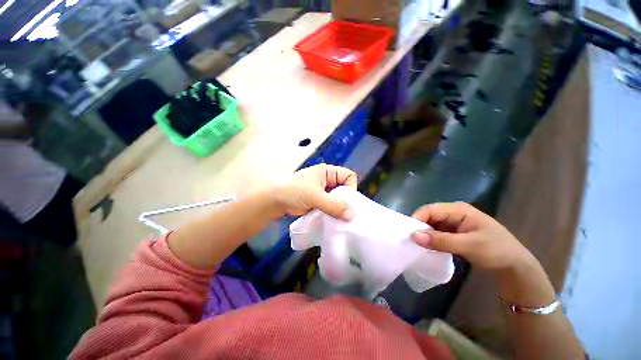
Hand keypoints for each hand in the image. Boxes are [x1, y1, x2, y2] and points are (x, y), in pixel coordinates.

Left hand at [271, 164, 356, 220]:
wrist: (274, 201)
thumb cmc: (295, 192)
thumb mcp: (316, 197)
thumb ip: (334, 205)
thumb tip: (352, 216)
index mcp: (328, 172)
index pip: (348, 176)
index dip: (351, 188)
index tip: (348, 202)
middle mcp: (327, 180)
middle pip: (344, 189)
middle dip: (345, 201)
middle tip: (346, 214)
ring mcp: (322, 190)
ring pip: (337, 199)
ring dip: (338, 208)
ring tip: (339, 219)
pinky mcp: (318, 200)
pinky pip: (330, 205)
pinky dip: (332, 212)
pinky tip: (331, 219)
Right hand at [410, 202, 533, 270]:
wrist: (515, 267)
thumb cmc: (496, 251)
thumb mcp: (469, 246)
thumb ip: (440, 240)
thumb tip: (413, 236)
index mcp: (459, 210)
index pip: (431, 209)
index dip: (418, 219)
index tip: (409, 234)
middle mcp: (454, 213)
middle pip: (429, 216)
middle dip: (420, 227)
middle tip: (412, 241)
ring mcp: (454, 223)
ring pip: (432, 225)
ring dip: (425, 234)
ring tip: (418, 245)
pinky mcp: (454, 233)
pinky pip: (437, 233)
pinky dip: (431, 239)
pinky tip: (428, 247)